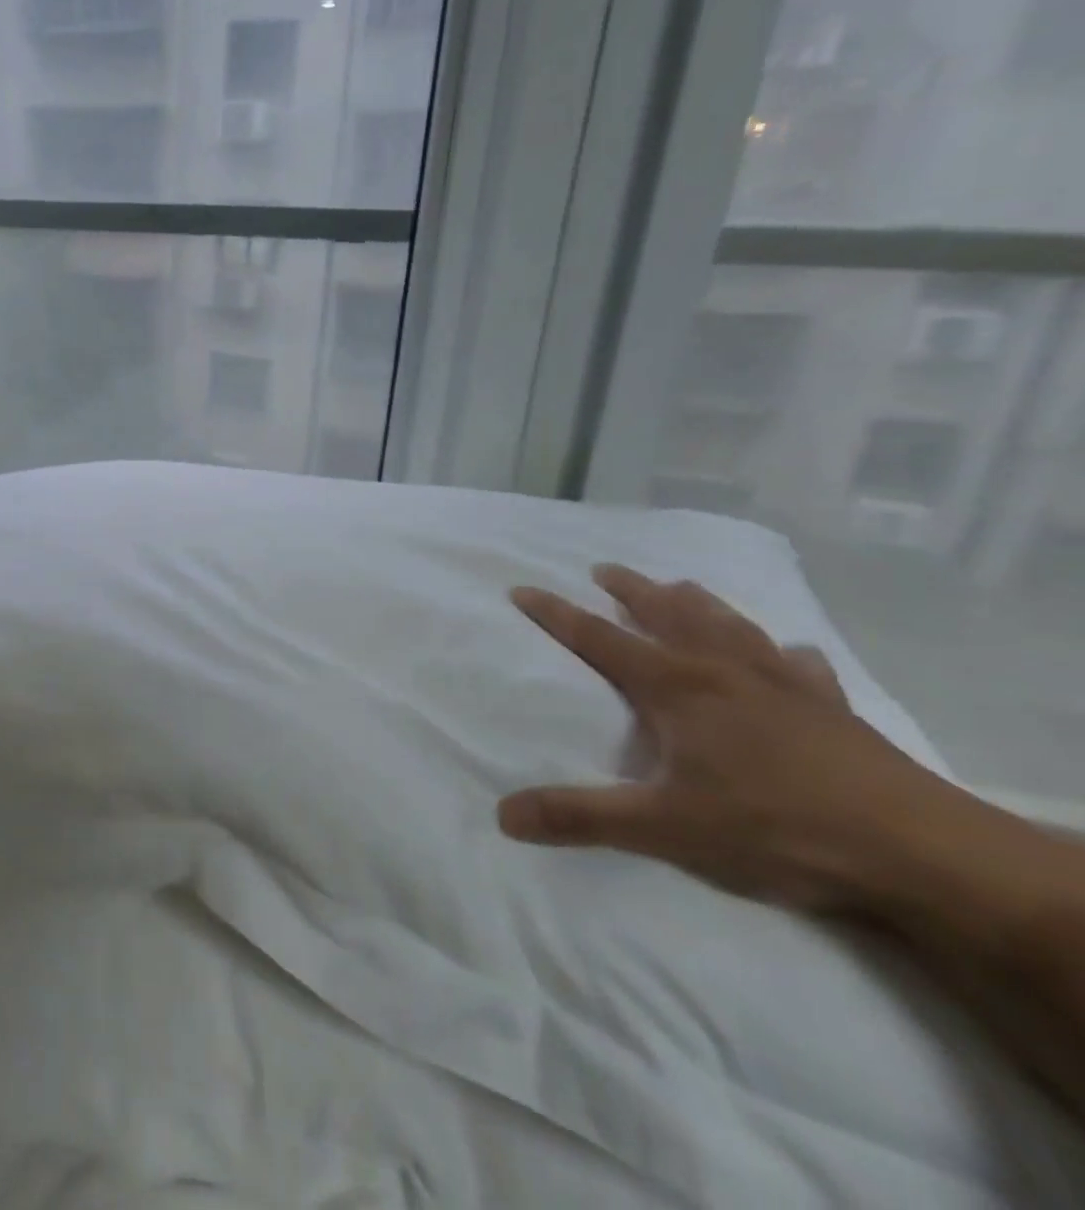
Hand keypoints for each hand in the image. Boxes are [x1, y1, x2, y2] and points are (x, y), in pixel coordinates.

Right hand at [499, 564, 965, 911]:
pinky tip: (788, 654)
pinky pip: (801, 665)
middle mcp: (723, 671)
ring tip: (681, 586)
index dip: (555, 613)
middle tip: (604, 569)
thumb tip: (503, 814)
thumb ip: (580, 817)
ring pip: (729, 624)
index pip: (598, 639)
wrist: (919, 853)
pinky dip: (784, 652)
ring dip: (697, 602)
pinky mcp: (833, 708)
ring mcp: (784, 684)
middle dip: (630, 589)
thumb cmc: (774, 828)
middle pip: (666, 614)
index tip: (522, 589)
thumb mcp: (663, 829)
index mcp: (676, 688)